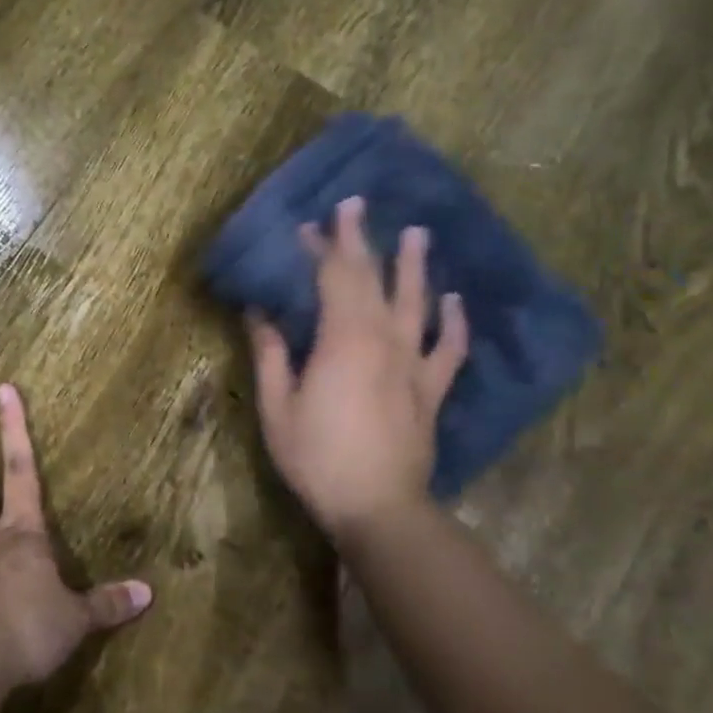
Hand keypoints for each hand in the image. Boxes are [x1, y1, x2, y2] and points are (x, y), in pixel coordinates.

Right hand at [248, 197, 468, 536]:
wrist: (377, 506)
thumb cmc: (317, 456)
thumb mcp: (277, 407)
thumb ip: (271, 355)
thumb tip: (258, 313)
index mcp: (342, 340)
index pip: (332, 278)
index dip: (321, 248)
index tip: (309, 224)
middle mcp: (383, 340)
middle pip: (372, 279)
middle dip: (360, 241)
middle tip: (355, 206)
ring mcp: (414, 363)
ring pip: (417, 302)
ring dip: (414, 266)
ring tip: (417, 233)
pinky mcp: (431, 389)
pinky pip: (449, 347)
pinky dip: (454, 321)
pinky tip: (453, 300)